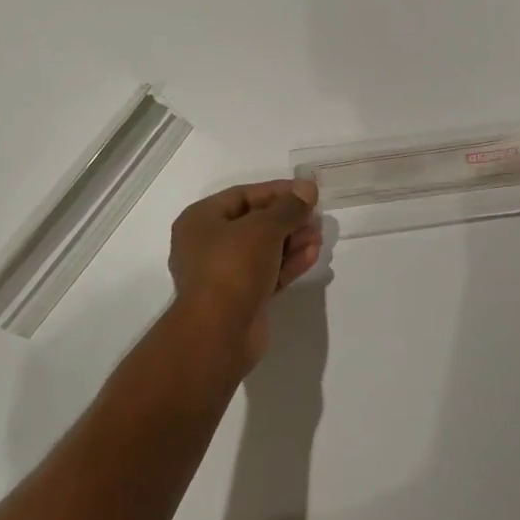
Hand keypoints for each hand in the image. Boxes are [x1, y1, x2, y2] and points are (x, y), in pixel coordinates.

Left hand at [167, 179, 322, 371]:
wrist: (218, 332)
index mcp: (200, 220)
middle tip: (316, 218)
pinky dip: (287, 263)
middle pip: (254, 223)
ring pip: (263, 250)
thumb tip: (308, 188)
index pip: (243, 195)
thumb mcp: (264, 228)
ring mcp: (223, 274)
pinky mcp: (240, 298)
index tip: (307, 192)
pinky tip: (312, 255)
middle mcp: (207, 244)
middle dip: (287, 219)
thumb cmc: (233, 267)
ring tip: (318, 237)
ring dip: (292, 242)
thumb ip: (289, 207)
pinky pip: (267, 273)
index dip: (277, 191)